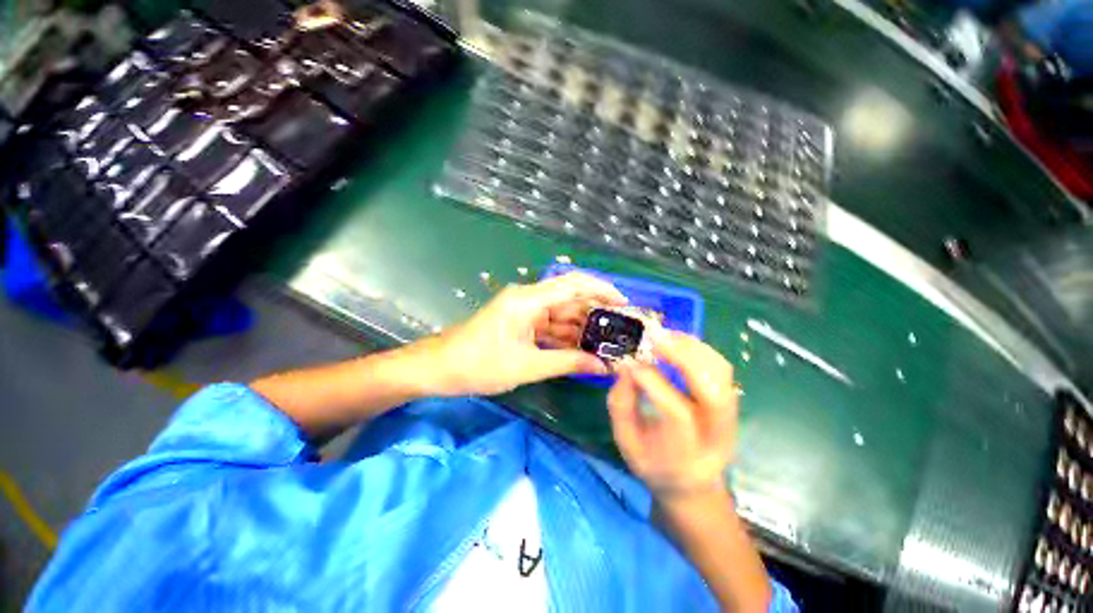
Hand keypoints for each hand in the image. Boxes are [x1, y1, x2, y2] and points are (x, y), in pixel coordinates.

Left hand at [429, 272, 627, 395]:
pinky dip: (566, 337)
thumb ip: (568, 363)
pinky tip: (583, 349)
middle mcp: (529, 299)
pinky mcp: (521, 322)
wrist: (441, 368)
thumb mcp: (528, 366)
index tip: (624, 304)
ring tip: (608, 343)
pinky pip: (550, 326)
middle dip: (595, 313)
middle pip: (570, 299)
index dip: (602, 289)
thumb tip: (603, 367)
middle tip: (621, 330)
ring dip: (582, 328)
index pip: (573, 284)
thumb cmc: (480, 365)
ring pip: (561, 314)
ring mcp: (524, 311)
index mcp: (529, 300)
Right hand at [607, 331, 737, 498]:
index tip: (630, 364)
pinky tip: (677, 341)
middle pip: (714, 393)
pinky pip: (720, 366)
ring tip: (664, 336)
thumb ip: (621, 407)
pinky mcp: (730, 400)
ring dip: (693, 348)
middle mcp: (717, 435)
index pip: (678, 415)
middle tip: (655, 339)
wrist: (691, 482)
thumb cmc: (653, 464)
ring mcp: (730, 416)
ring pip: (721, 374)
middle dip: (684, 359)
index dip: (654, 384)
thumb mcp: (627, 444)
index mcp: (688, 455)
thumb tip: (624, 368)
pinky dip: (699, 348)